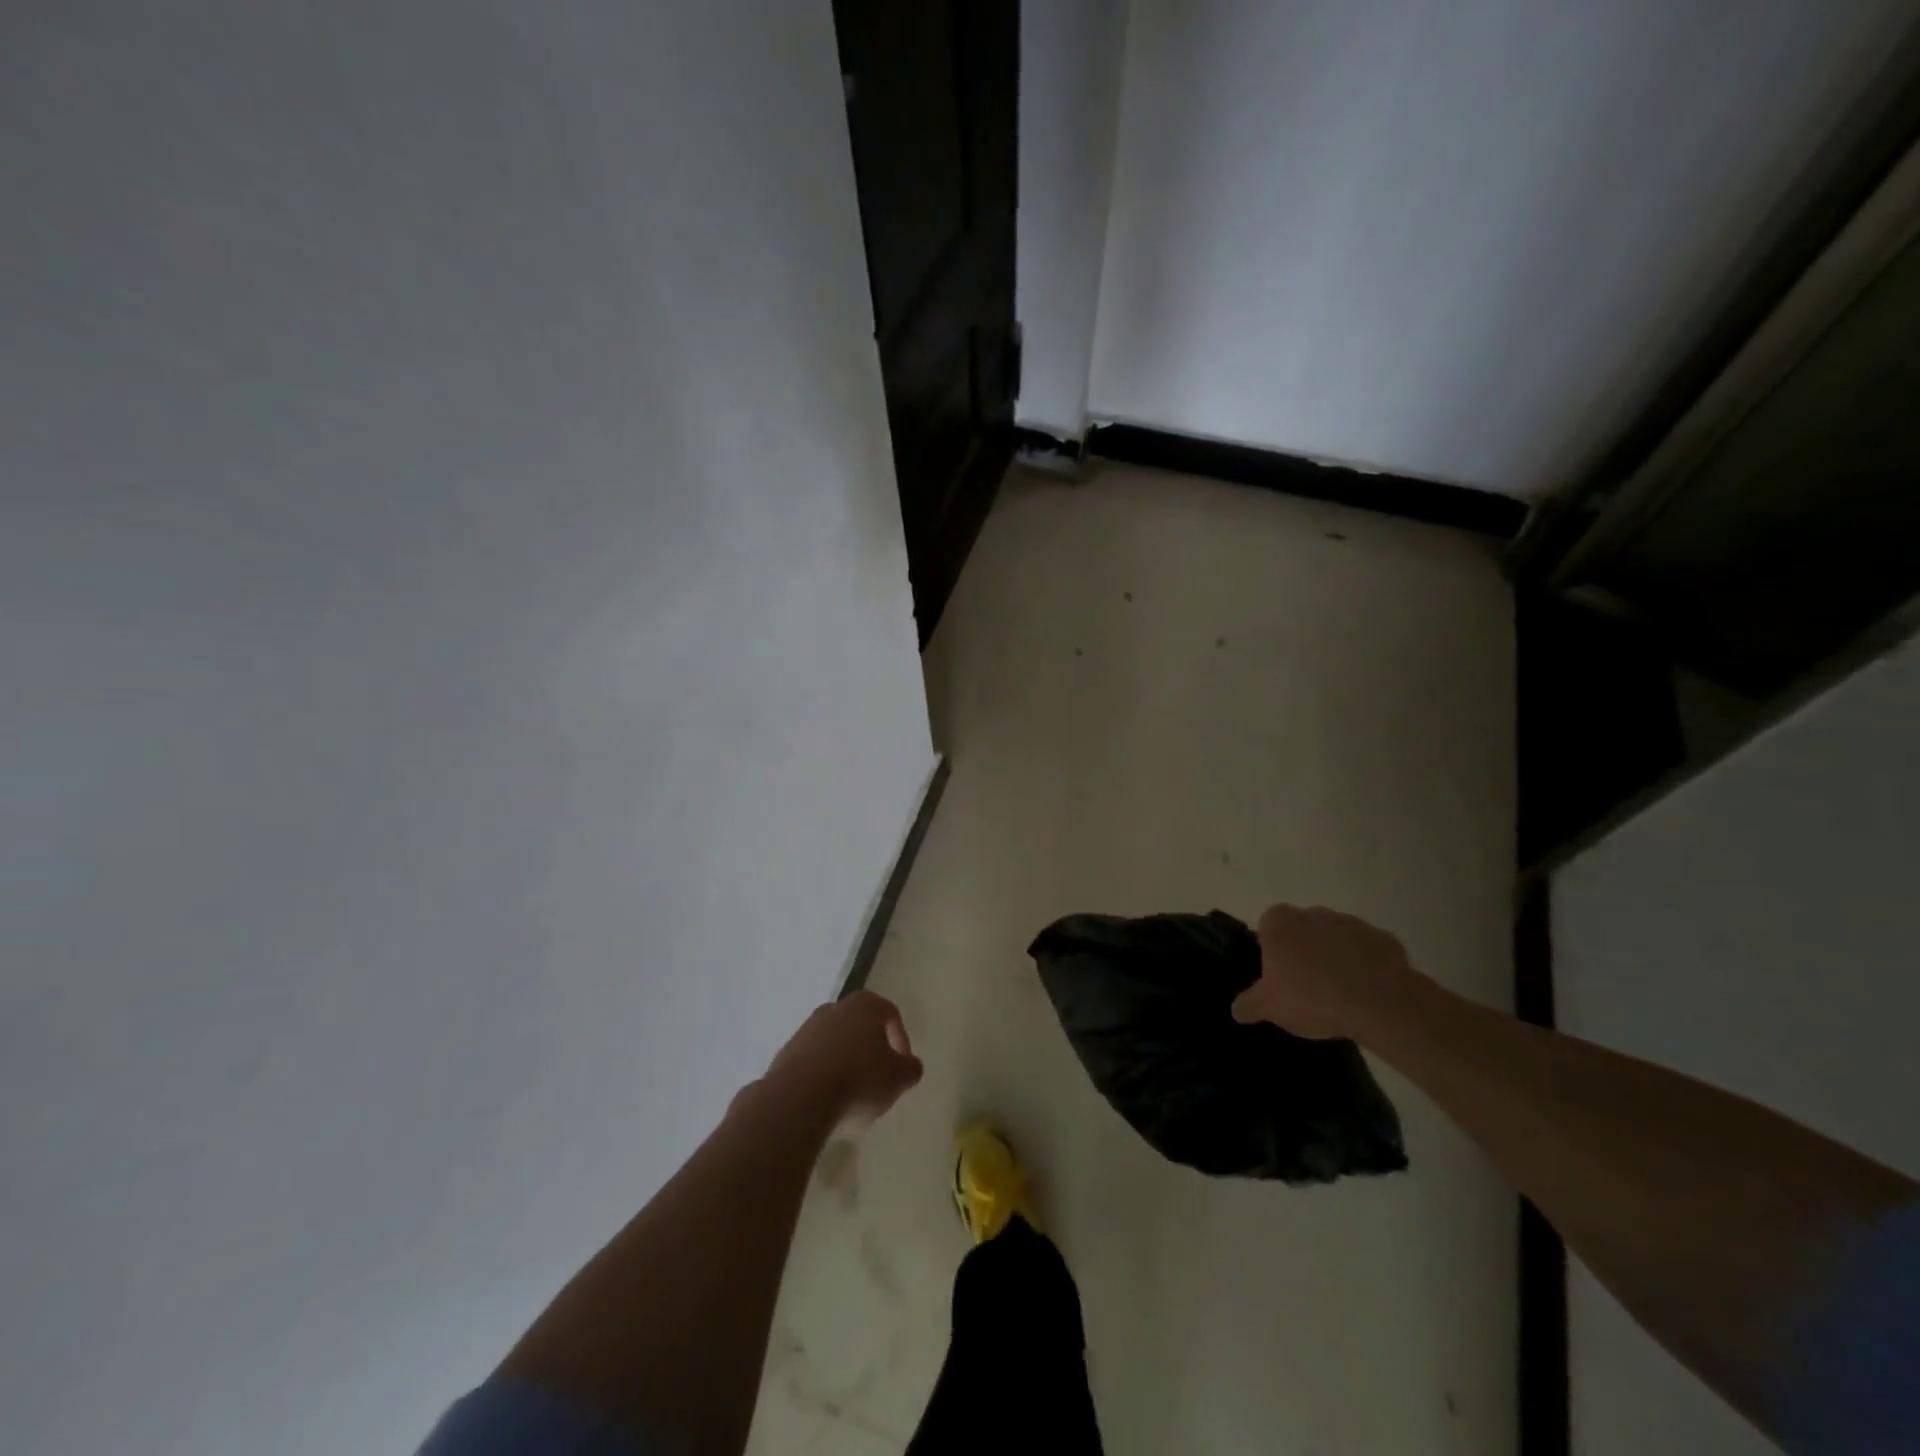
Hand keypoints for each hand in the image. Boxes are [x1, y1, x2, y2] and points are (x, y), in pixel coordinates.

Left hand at [763, 990, 923, 1133]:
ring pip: (835, 1042)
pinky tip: (827, 1099)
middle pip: (860, 1026)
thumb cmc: (858, 1080)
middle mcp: (835, 1008)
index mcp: (865, 1005)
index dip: (901, 1040)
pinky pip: (813, 1061)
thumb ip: (910, 1068)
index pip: (890, 1014)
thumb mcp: (898, 1078)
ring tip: (852, 1094)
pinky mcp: (785, 1053)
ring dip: (845, 1062)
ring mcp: (806, 1029)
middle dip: (870, 1049)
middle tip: (878, 1078)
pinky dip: (823, 1075)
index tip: (903, 1068)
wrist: (799, 1098)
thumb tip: (910, 1066)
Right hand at [1231, 903, 1413, 1040]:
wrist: (1377, 1003)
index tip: (1279, 976)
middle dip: (1304, 951)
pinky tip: (1366, 993)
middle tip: (1307, 986)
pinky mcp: (1384, 939)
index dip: (1273, 951)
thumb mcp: (1269, 1007)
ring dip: (1336, 957)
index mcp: (1279, 922)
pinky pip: (1368, 952)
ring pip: (1336, 939)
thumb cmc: (1310, 997)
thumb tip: (1236, 1009)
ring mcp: (1351, 923)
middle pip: (1303, 930)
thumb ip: (1249, 1004)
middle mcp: (1313, 914)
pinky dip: (1366, 966)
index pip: (1268, 927)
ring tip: (1340, 994)